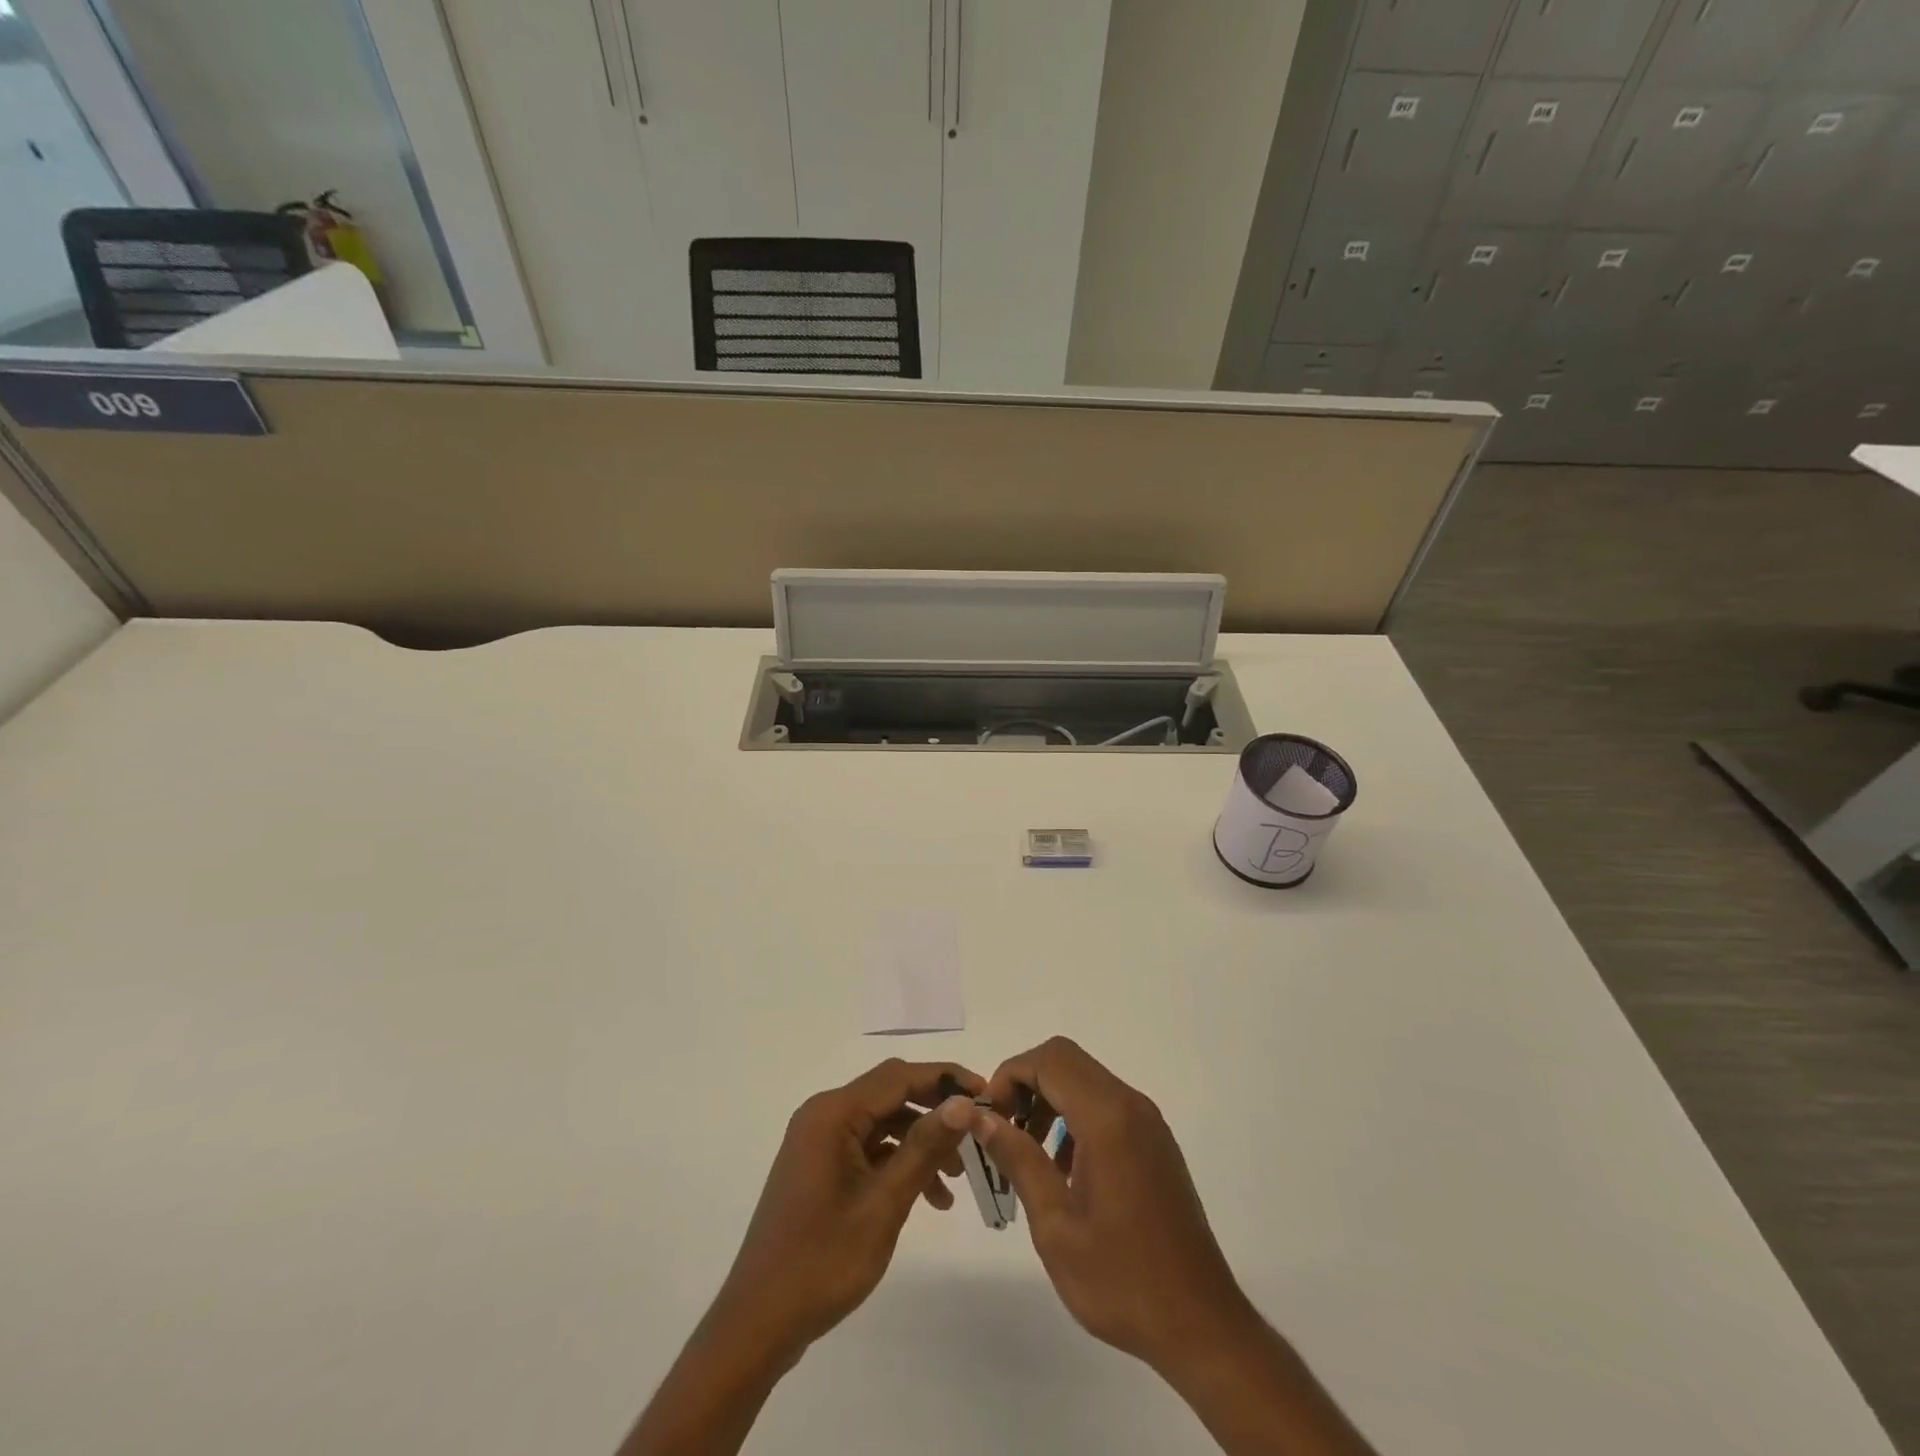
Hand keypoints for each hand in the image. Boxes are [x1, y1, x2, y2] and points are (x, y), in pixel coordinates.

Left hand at [706, 1058, 982, 1365]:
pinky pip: (868, 1147)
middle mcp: (824, 1115)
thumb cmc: (822, 1261)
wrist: (759, 1323)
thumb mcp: (883, 1204)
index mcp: (833, 1113)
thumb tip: (964, 1103)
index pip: (899, 1076)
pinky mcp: (820, 1165)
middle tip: (976, 1132)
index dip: (945, 1079)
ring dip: (920, 1142)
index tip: (986, 1092)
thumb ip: (924, 1147)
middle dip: (935, 1111)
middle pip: (891, 1094)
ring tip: (956, 1179)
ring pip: (883, 1122)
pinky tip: (929, 1197)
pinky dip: (899, 1162)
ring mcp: (819, 1141)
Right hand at [976, 1037, 1257, 1374]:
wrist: (1201, 1325)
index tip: (988, 1118)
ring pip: (1085, 1080)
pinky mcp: (1155, 1143)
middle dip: (1026, 1085)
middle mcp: (1131, 1106)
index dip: (1009, 1076)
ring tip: (1027, 1155)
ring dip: (1049, 1101)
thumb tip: (977, 1115)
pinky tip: (1064, 1171)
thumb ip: (1017, 1158)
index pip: (1049, 1060)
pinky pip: (1106, 1105)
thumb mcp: (1055, 1224)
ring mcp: (1148, 1123)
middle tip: (1003, 1132)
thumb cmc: (1121, 1279)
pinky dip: (1075, 1118)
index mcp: (1107, 1118)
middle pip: (1066, 1061)